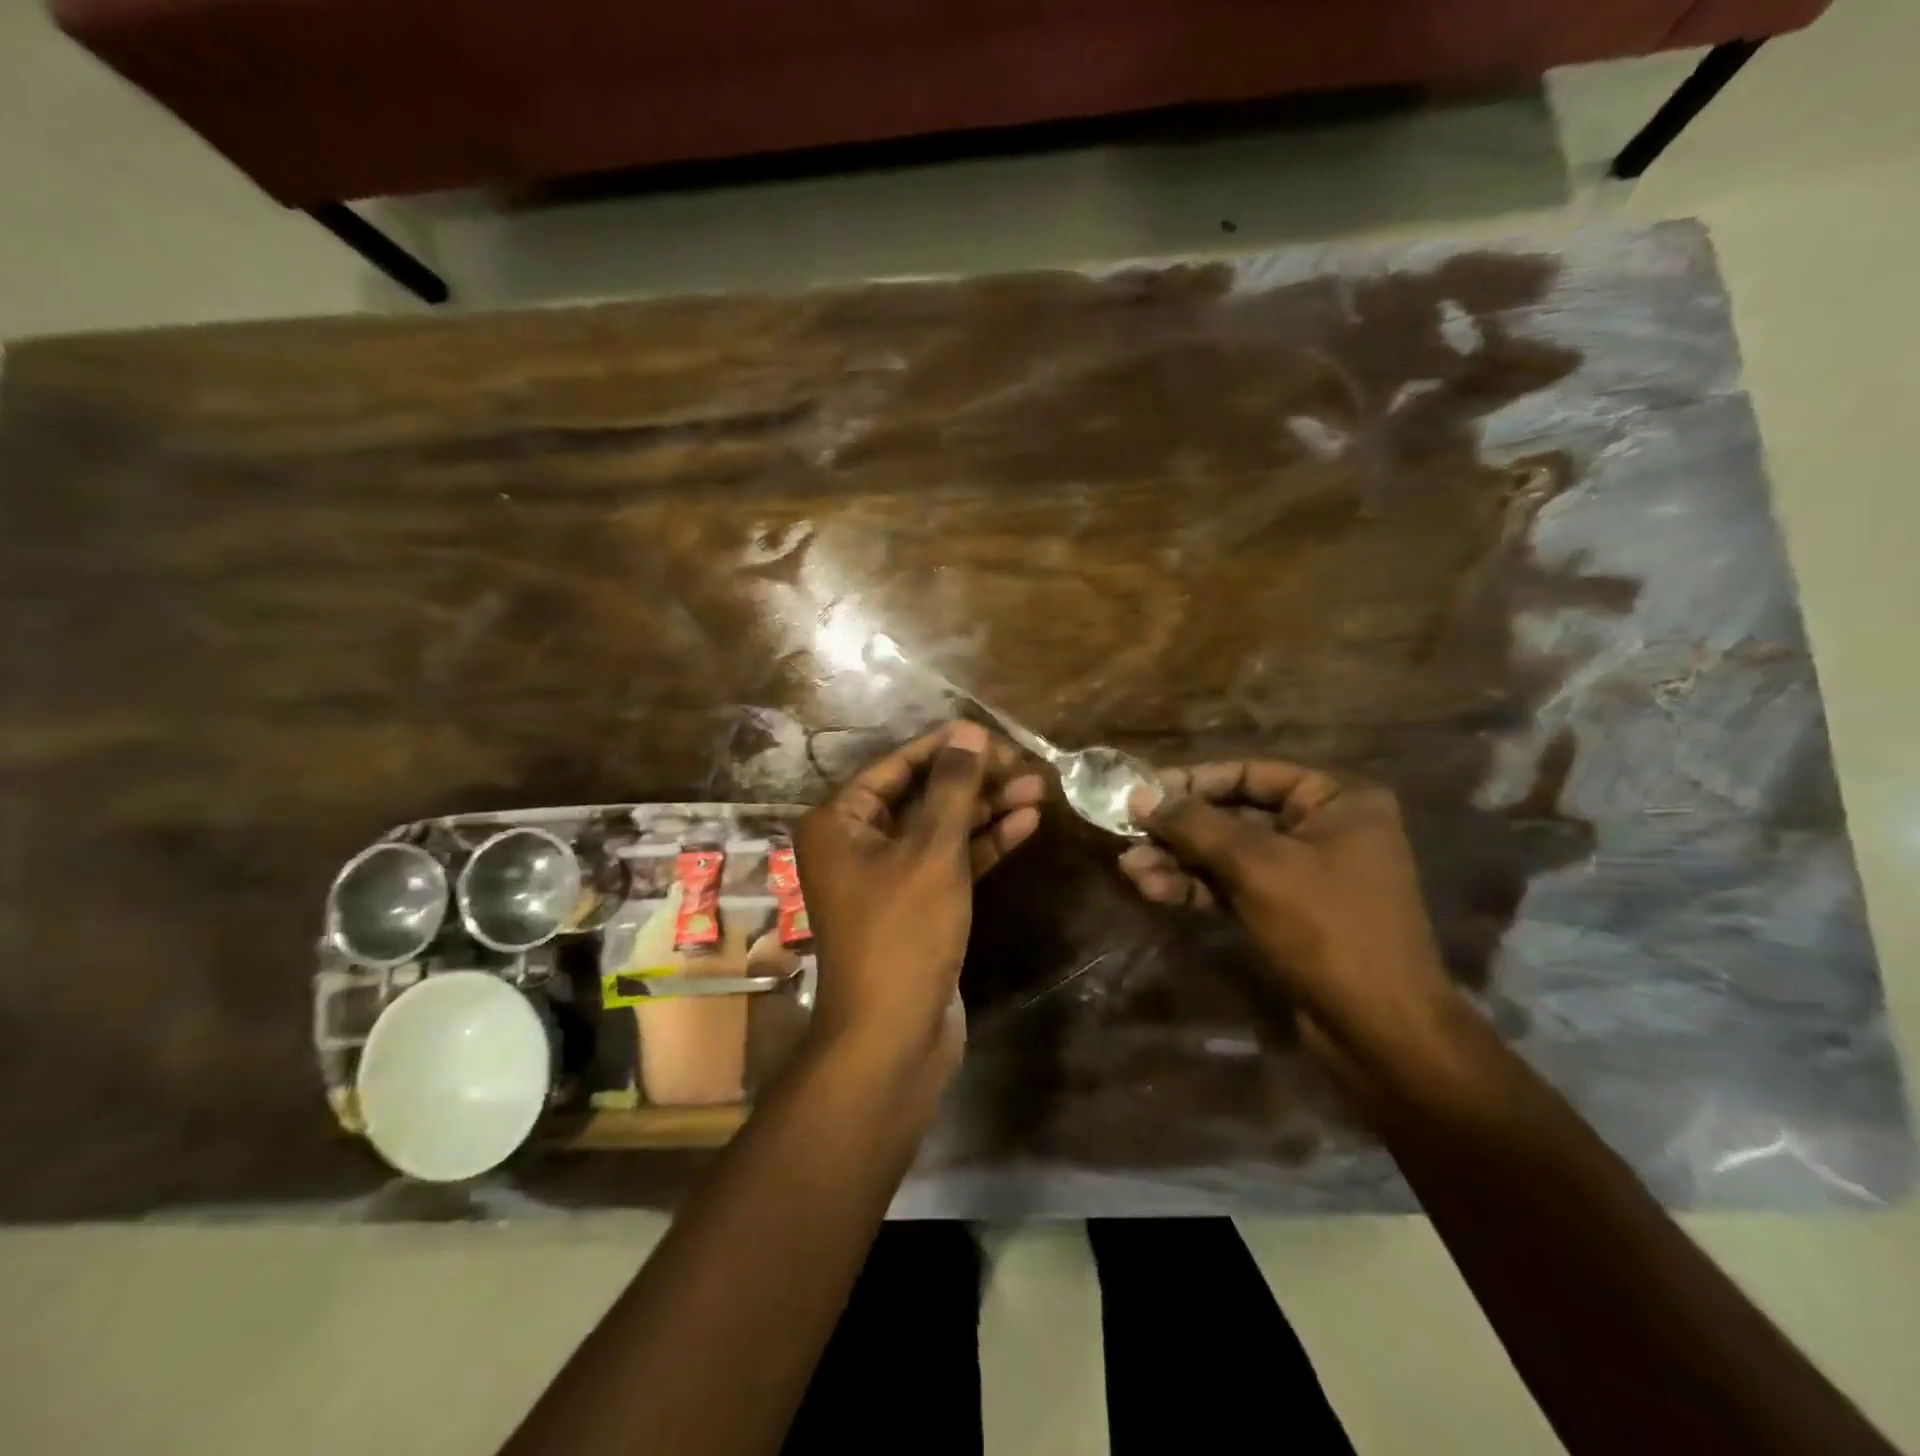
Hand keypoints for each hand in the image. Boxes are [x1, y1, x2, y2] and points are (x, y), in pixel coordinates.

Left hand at [795, 721, 1043, 1081]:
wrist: (893, 1037)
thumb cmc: (902, 933)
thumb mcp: (931, 853)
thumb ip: (953, 789)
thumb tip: (969, 731)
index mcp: (840, 822)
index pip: (896, 766)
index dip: (946, 748)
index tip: (993, 735)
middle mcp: (856, 843)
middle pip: (921, 795)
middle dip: (974, 781)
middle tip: (1024, 765)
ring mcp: (887, 876)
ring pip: (940, 829)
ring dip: (986, 811)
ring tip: (1038, 789)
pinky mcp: (916, 905)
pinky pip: (949, 862)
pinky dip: (982, 845)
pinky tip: (1024, 825)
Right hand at [1118, 761, 1461, 1071]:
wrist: (1381, 1031)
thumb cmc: (1328, 928)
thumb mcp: (1256, 866)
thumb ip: (1195, 825)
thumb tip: (1140, 795)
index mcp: (1337, 801)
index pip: (1252, 773)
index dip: (1194, 781)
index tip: (1144, 791)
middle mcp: (1323, 830)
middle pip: (1235, 816)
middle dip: (1179, 830)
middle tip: (1127, 833)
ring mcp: (1305, 875)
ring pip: (1228, 856)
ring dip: (1179, 862)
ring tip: (1130, 870)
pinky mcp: (1287, 914)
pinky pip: (1233, 888)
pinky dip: (1196, 888)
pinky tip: (1153, 890)